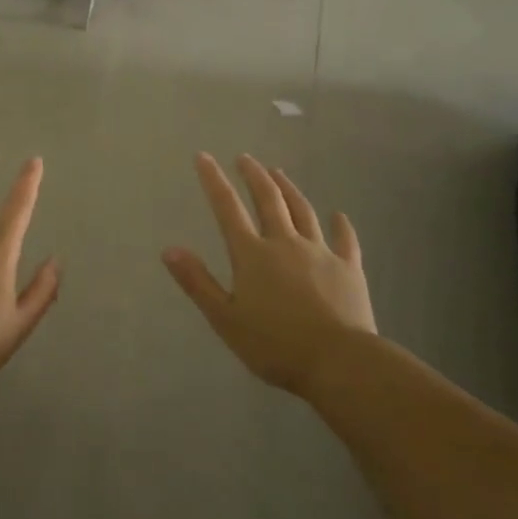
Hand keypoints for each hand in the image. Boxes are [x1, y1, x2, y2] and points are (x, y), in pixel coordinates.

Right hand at [163, 154, 375, 394]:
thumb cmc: (275, 345)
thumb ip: (198, 282)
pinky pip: (345, 240)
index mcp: (252, 254)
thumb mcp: (225, 318)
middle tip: (245, 158)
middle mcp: (285, 243)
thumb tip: (169, 249)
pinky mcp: (348, 268)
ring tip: (279, 173)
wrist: (339, 361)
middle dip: (254, 175)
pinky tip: (339, 215)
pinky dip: (341, 225)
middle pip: (268, 199)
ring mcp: (320, 252)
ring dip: (289, 189)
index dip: (213, 180)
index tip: (203, 156)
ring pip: (303, 211)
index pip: (227, 208)